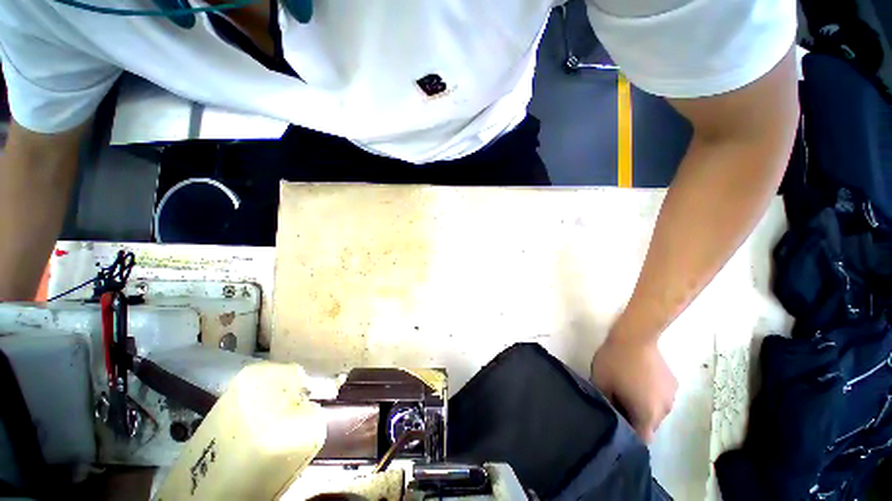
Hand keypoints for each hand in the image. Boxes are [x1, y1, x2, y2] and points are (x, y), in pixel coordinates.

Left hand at [590, 334, 676, 442]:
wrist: (635, 336)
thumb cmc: (616, 361)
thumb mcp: (601, 382)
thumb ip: (605, 403)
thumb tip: (609, 413)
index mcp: (648, 415)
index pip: (642, 439)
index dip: (628, 435)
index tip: (616, 423)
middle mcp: (665, 411)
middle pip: (649, 425)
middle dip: (634, 418)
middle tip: (617, 402)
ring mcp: (672, 396)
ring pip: (655, 410)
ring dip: (643, 405)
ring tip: (627, 388)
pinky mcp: (674, 382)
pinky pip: (660, 396)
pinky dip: (650, 393)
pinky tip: (638, 377)